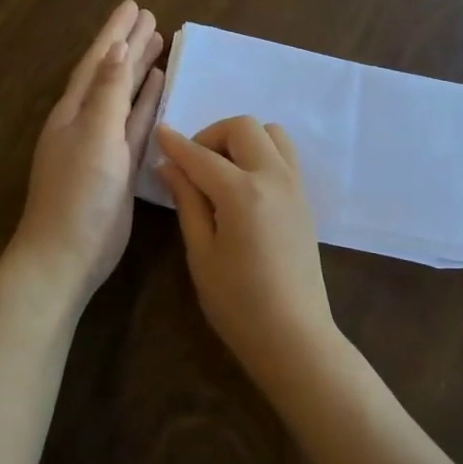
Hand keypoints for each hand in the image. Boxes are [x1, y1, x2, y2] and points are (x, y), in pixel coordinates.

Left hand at [12, 0, 163, 301]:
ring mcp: (104, 142)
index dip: (115, 32)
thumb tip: (118, 48)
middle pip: (112, 71)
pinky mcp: (120, 164)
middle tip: (150, 16)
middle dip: (129, 43)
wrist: (68, 252)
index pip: (99, 60)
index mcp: (74, 109)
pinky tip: (158, 87)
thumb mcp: (94, 135)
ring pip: (125, 95)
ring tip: (158, 42)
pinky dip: (146, 102)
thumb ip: (109, 92)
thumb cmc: (78, 191)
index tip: (133, 4)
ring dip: (140, 69)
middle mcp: (87, 119)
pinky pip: (135, 122)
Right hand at [154, 116, 339, 391]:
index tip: (158, 132)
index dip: (176, 144)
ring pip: (271, 133)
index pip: (201, 156)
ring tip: (221, 171)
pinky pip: (284, 154)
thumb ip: (187, 201)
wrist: (294, 336)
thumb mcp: (201, 253)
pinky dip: (260, 153)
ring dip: (242, 139)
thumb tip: (168, 166)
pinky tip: (243, 186)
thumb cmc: (238, 303)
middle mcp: (274, 177)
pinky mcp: (305, 198)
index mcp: (243, 192)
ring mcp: (295, 185)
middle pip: (244, 127)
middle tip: (193, 165)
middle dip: (212, 135)